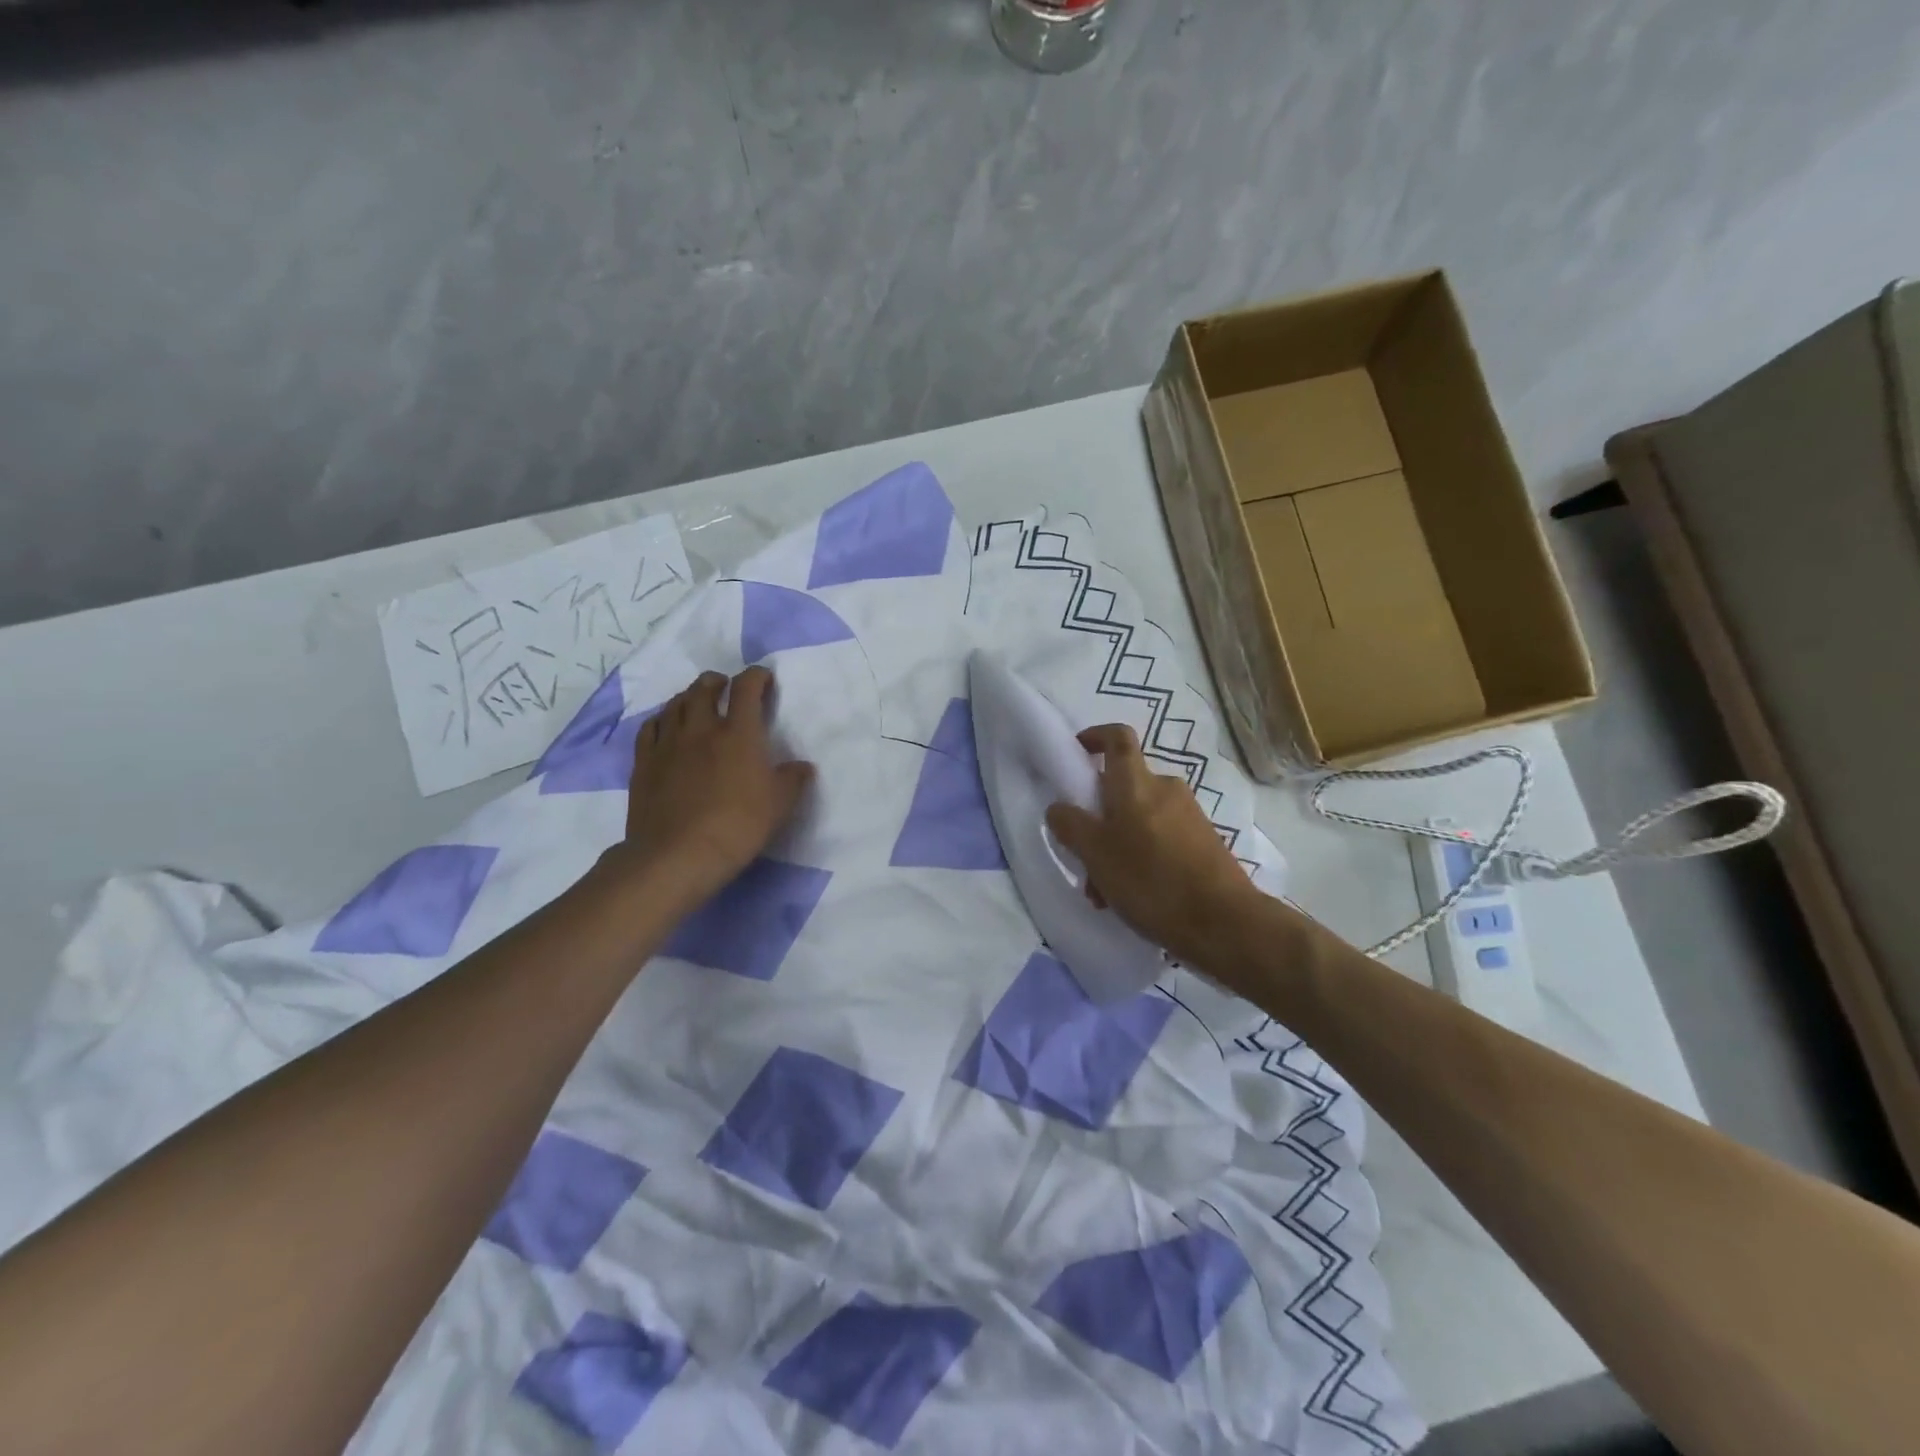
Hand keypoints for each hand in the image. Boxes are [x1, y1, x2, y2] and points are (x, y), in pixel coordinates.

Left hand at [613, 667, 814, 907]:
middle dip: (716, 681)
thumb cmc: (738, 826)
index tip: (763, 678)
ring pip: (675, 705)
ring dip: (688, 696)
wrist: (678, 854)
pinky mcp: (644, 763)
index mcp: (738, 733)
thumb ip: (792, 780)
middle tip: (724, 686)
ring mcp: (668, 744)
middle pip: (704, 689)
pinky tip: (664, 726)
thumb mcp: (779, 805)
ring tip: (695, 701)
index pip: (747, 689)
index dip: (756, 677)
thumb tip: (803, 767)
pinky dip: (661, 720)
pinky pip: (649, 728)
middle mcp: (701, 729)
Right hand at [1045, 723, 1263, 969]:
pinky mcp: (1203, 841)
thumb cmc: (1151, 880)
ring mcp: (1189, 815)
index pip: (1117, 737)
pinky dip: (1140, 857)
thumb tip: (1059, 807)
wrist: (1223, 922)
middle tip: (1083, 853)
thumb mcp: (1096, 854)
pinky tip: (1134, 897)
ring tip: (1105, 890)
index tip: (1076, 751)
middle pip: (1123, 786)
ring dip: (1117, 845)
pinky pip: (1160, 837)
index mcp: (1136, 783)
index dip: (1095, 736)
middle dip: (1098, 816)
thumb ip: (1071, 826)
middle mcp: (1165, 788)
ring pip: (1139, 818)